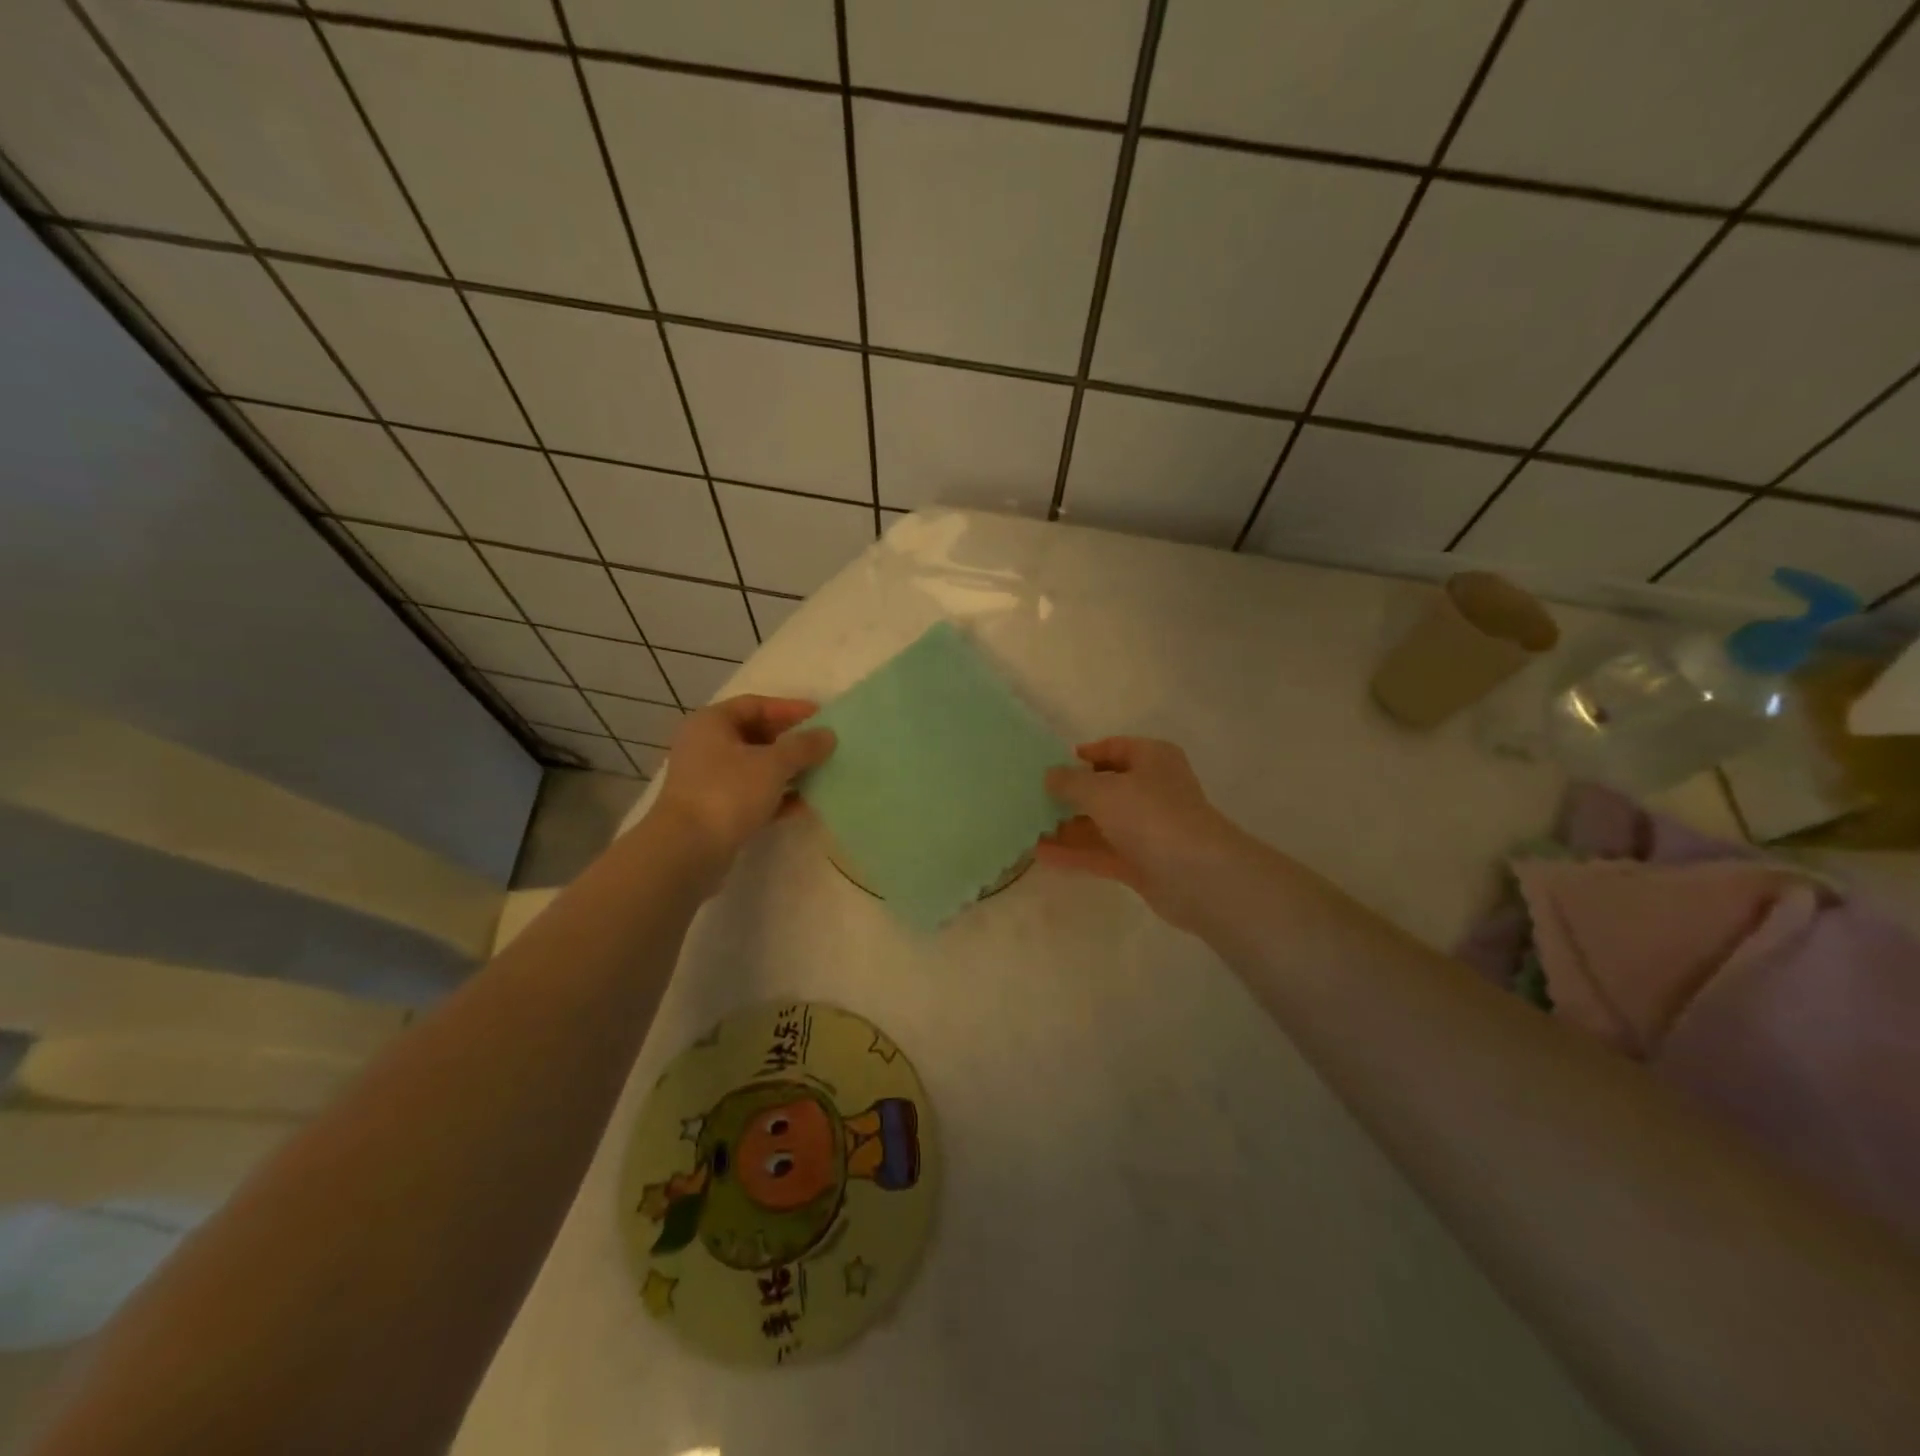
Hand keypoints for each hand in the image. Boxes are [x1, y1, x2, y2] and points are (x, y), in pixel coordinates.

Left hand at [653, 696, 835, 868]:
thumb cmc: (728, 792)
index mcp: (712, 723)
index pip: (756, 705)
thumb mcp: (773, 764)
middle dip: (791, 742)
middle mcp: (706, 746)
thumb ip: (803, 746)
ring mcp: (709, 780)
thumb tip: (828, 735)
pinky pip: (753, 795)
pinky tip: (805, 804)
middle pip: (756, 735)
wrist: (687, 850)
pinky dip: (777, 797)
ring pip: (756, 767)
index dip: (790, 709)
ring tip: (821, 775)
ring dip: (788, 771)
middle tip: (824, 747)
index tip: (822, 717)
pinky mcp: (716, 810)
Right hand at [1038, 737, 1246, 931]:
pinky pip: (1102, 853)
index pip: (1114, 748)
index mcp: (1152, 759)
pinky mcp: (1143, 863)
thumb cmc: (1150, 816)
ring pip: (1102, 823)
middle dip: (1071, 795)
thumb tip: (1050, 775)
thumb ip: (1070, 782)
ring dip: (1068, 827)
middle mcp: (1153, 790)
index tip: (1050, 766)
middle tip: (1033, 799)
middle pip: (1106, 787)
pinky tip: (1041, 855)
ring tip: (1028, 828)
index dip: (1084, 755)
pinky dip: (1075, 853)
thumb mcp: (1101, 790)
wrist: (1197, 876)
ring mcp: (1149, 829)